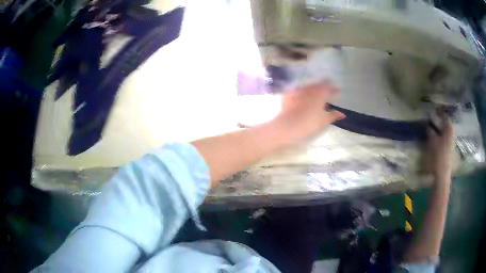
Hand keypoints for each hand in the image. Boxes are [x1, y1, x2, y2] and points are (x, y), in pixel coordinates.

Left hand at [271, 81, 345, 144]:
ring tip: (316, 96)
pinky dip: (302, 94)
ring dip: (313, 90)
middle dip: (324, 88)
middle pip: (318, 85)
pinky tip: (302, 99)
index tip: (338, 92)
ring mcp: (296, 90)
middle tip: (328, 93)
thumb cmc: (308, 124)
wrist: (285, 127)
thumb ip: (333, 115)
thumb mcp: (324, 121)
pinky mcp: (286, 95)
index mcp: (320, 92)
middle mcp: (308, 88)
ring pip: (307, 87)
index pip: (329, 86)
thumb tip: (342, 114)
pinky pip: (297, 91)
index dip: (334, 89)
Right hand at [426, 111, 453, 183]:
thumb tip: (429, 125)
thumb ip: (430, 132)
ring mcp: (451, 143)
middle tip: (432, 118)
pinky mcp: (449, 150)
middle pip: (445, 124)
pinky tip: (435, 138)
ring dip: (439, 129)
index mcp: (449, 129)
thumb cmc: (437, 156)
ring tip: (432, 128)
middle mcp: (452, 134)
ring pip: (445, 132)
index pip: (444, 116)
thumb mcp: (432, 142)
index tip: (433, 109)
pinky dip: (440, 136)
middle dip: (439, 121)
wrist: (442, 175)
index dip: (439, 112)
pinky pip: (445, 139)